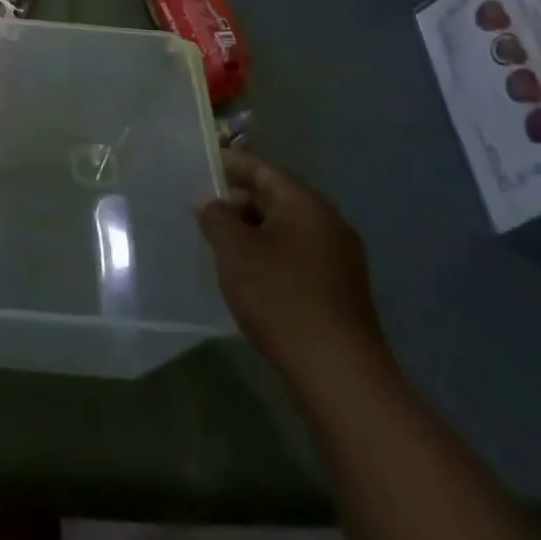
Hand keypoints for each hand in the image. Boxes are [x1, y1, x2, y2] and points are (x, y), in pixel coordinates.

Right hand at [195, 151, 386, 382]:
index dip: (229, 165)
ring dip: (254, 232)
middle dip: (238, 202)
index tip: (199, 169)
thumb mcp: (234, 250)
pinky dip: (271, 256)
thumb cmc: (280, 297)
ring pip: (286, 230)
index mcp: (306, 204)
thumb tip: (210, 201)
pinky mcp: (341, 291)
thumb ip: (216, 216)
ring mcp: (340, 259)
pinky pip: (298, 256)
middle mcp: (329, 223)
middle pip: (276, 198)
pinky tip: (250, 277)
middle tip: (204, 213)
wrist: (338, 373)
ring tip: (221, 246)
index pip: (262, 170)